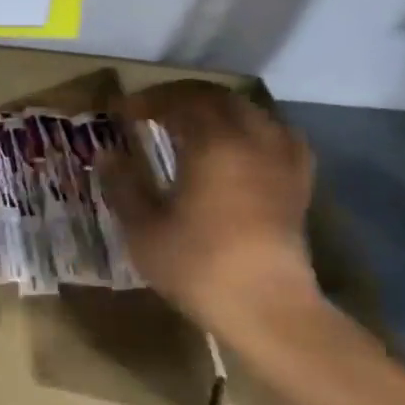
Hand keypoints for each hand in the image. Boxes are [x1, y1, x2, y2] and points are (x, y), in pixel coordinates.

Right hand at [101, 82, 319, 336]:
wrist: (265, 306)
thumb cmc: (197, 264)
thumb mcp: (143, 228)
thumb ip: (122, 185)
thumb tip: (106, 154)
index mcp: (212, 143)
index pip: (179, 102)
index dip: (147, 100)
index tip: (121, 110)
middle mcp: (252, 139)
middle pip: (217, 98)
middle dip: (181, 98)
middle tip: (151, 111)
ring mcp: (281, 159)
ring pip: (250, 112)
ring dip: (216, 109)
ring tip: (192, 124)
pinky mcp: (298, 182)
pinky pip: (276, 135)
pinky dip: (251, 129)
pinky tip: (239, 146)